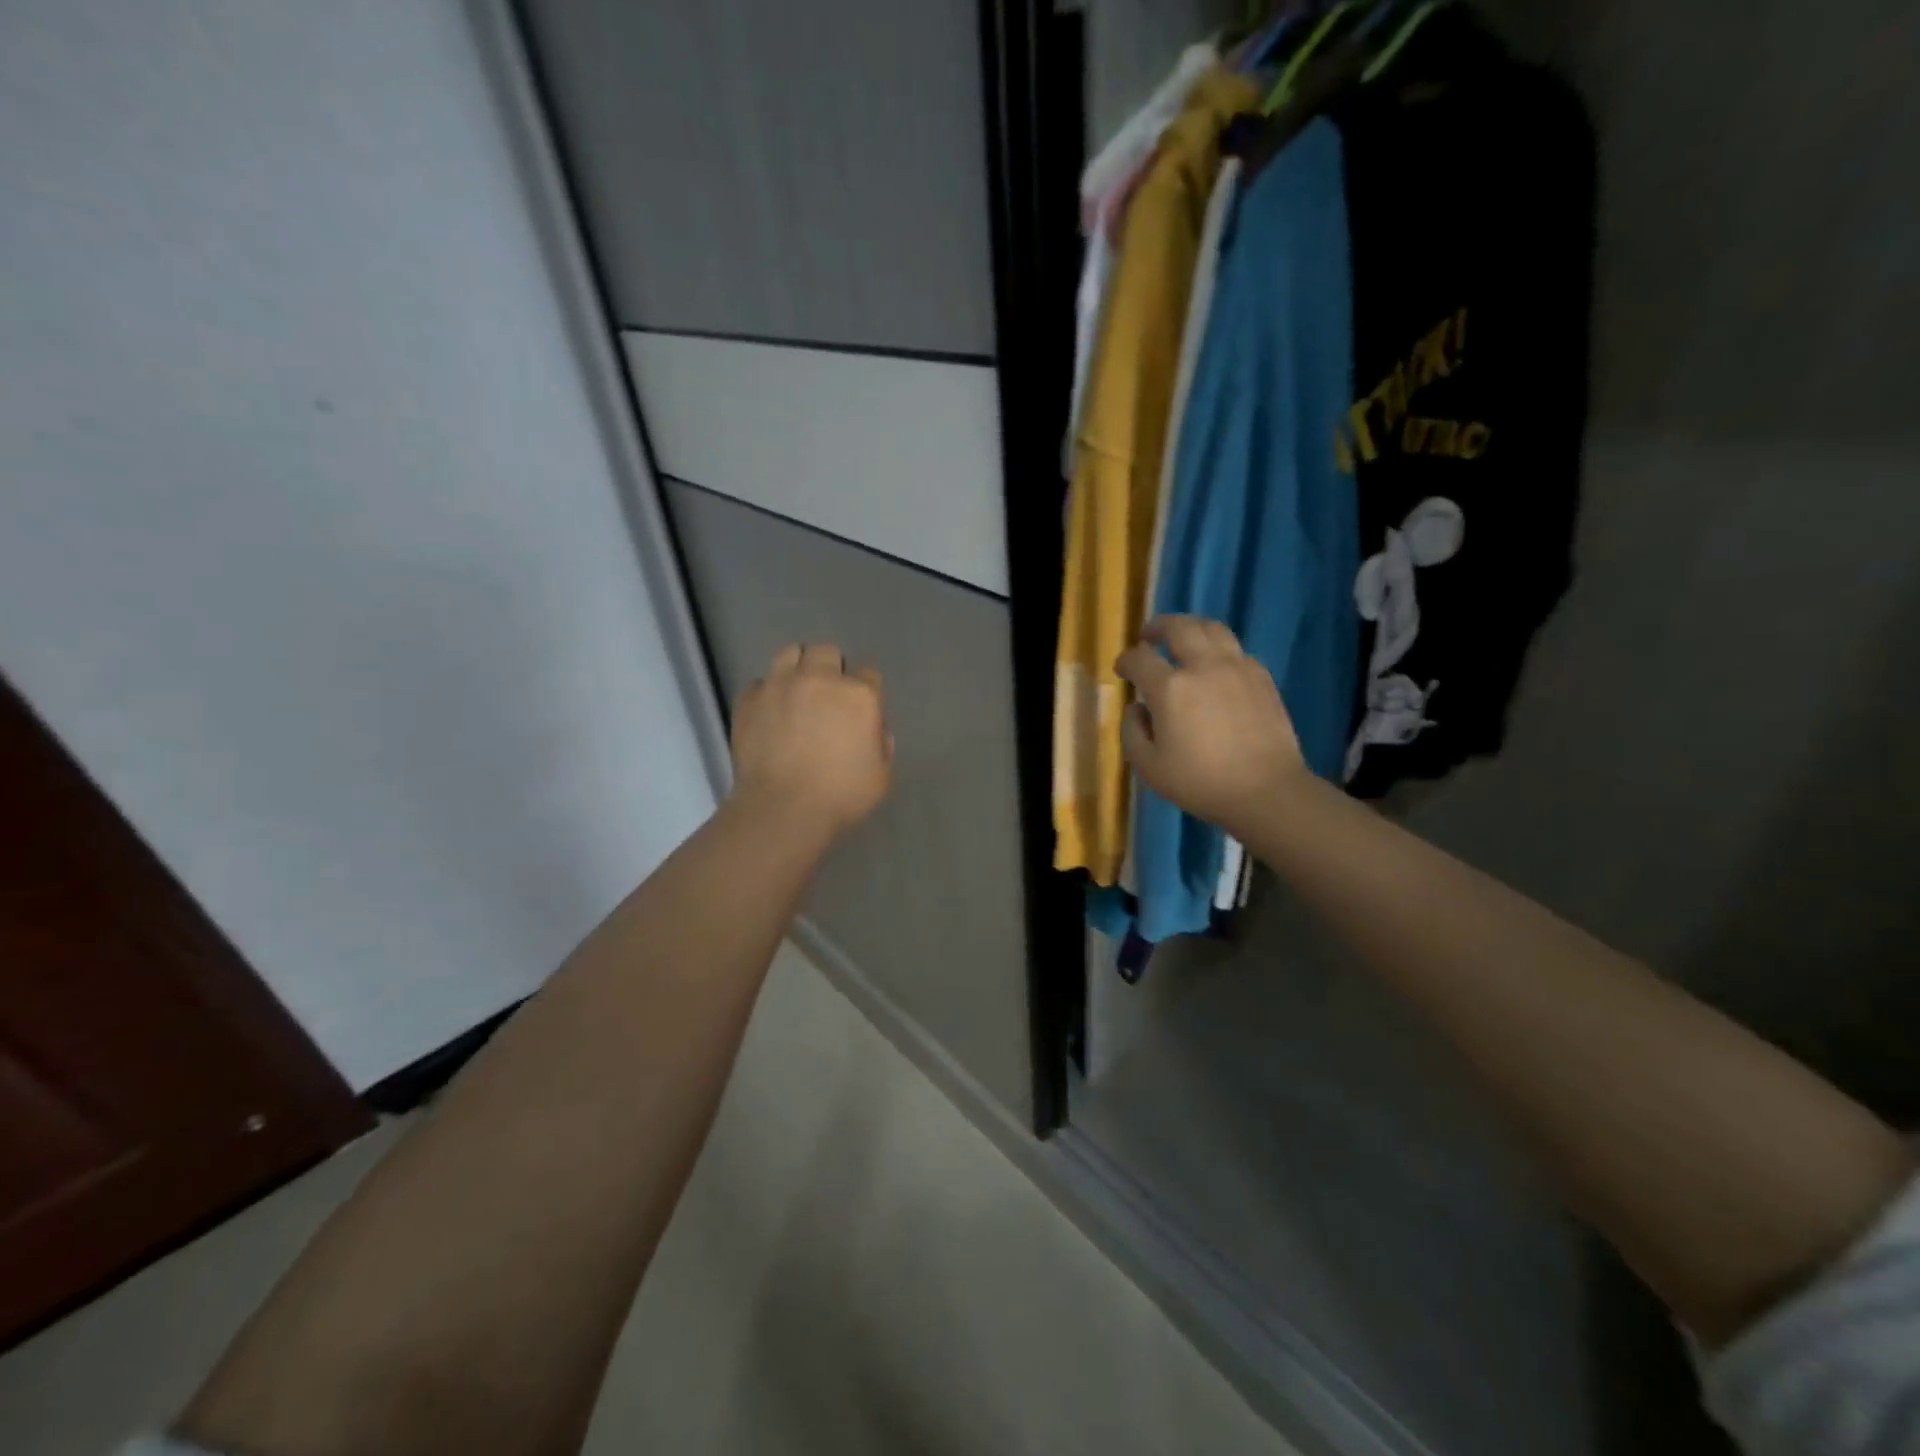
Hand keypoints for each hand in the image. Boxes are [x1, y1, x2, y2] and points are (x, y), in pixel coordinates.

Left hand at [729, 643, 892, 838]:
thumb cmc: (840, 797)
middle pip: (827, 652)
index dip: (865, 692)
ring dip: (797, 668)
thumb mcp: (881, 776)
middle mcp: (820, 679)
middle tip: (826, 697)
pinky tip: (769, 714)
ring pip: (790, 653)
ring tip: (795, 692)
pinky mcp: (749, 699)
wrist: (782, 810)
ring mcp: (780, 685)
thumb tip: (872, 730)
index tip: (858, 711)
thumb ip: (881, 744)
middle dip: (830, 668)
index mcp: (859, 696)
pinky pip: (759, 683)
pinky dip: (766, 694)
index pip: (869, 674)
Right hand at [1115, 616, 1309, 835]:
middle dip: (1157, 627)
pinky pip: (1236, 649)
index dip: (1125, 660)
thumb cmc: (1200, 783)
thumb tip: (1135, 708)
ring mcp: (1237, 667)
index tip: (1122, 670)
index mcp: (1170, 688)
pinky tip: (1215, 665)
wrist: (1265, 791)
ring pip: (1212, 628)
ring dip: (1191, 627)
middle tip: (1148, 636)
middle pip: (1178, 627)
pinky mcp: (1262, 677)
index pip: (1139, 658)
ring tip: (1182, 637)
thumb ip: (1132, 732)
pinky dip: (1218, 648)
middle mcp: (1203, 666)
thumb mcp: (1149, 767)